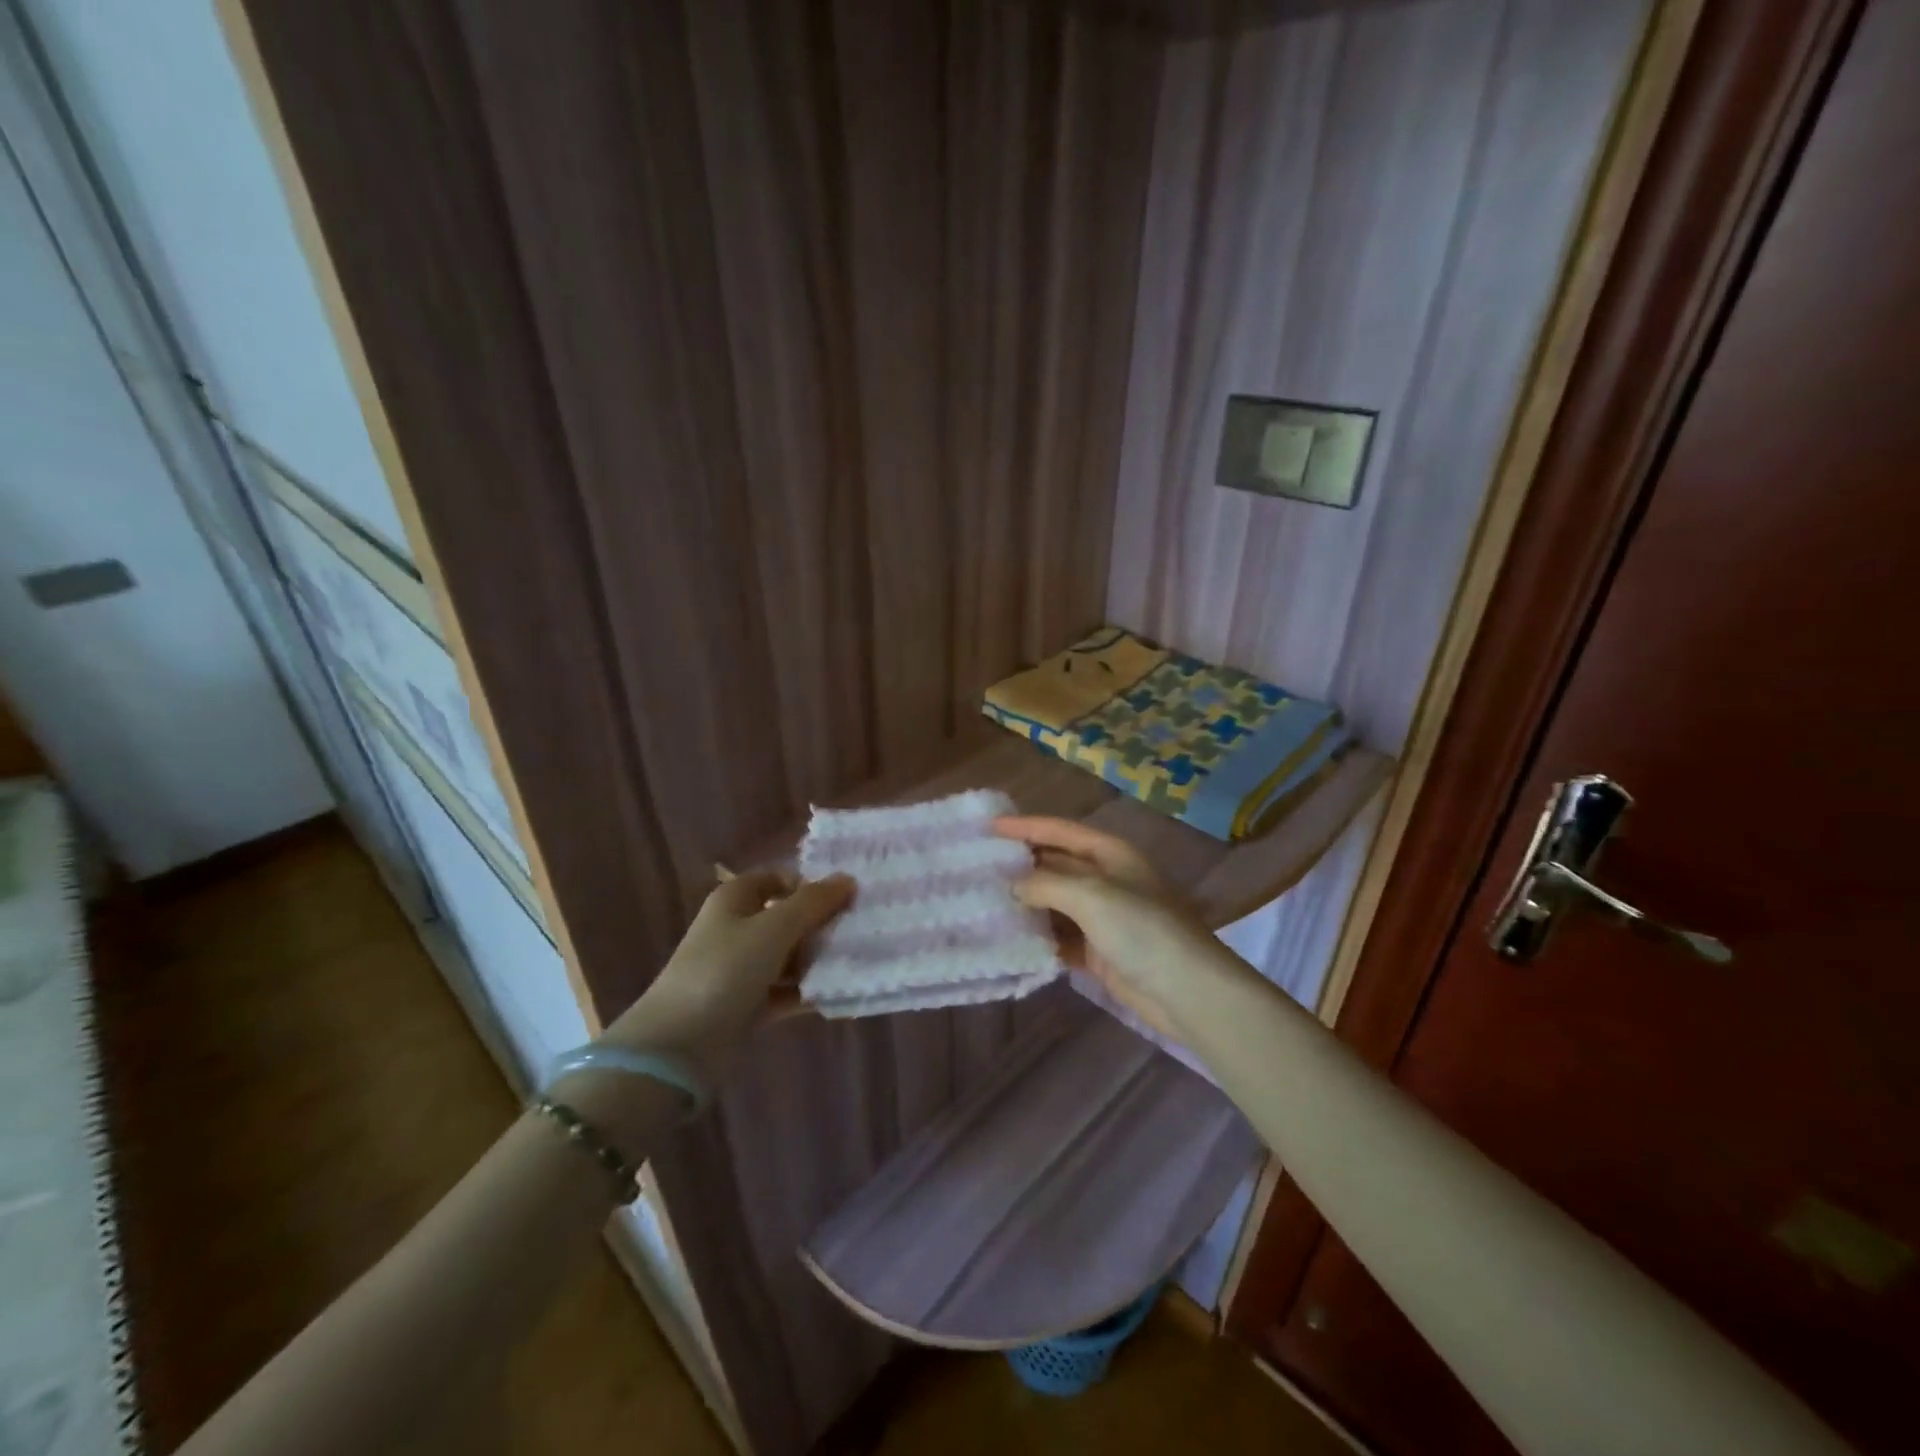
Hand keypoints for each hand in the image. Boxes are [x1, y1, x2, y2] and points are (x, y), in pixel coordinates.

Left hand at [601, 870, 852, 1074]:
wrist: (677, 1045)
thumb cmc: (725, 970)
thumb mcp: (774, 928)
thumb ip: (813, 902)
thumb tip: (847, 879)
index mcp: (735, 899)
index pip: (779, 878)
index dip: (811, 884)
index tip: (847, 897)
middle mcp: (736, 928)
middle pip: (786, 917)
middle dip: (820, 923)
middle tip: (860, 930)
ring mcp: (739, 968)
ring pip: (788, 955)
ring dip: (817, 959)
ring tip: (856, 962)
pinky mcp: (745, 1004)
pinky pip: (784, 990)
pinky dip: (806, 991)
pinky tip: (837, 994)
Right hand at [994, 816, 1230, 1040]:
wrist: (1186, 990)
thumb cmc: (1141, 928)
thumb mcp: (1090, 895)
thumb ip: (1046, 883)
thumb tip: (1013, 884)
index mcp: (1110, 853)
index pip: (1060, 831)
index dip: (1025, 826)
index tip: (988, 826)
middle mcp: (1106, 879)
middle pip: (1055, 864)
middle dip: (1020, 865)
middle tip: (978, 866)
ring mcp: (1103, 916)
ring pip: (1054, 902)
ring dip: (1025, 903)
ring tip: (984, 902)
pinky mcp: (1099, 950)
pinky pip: (1060, 936)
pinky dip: (1038, 937)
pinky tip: (1009, 939)